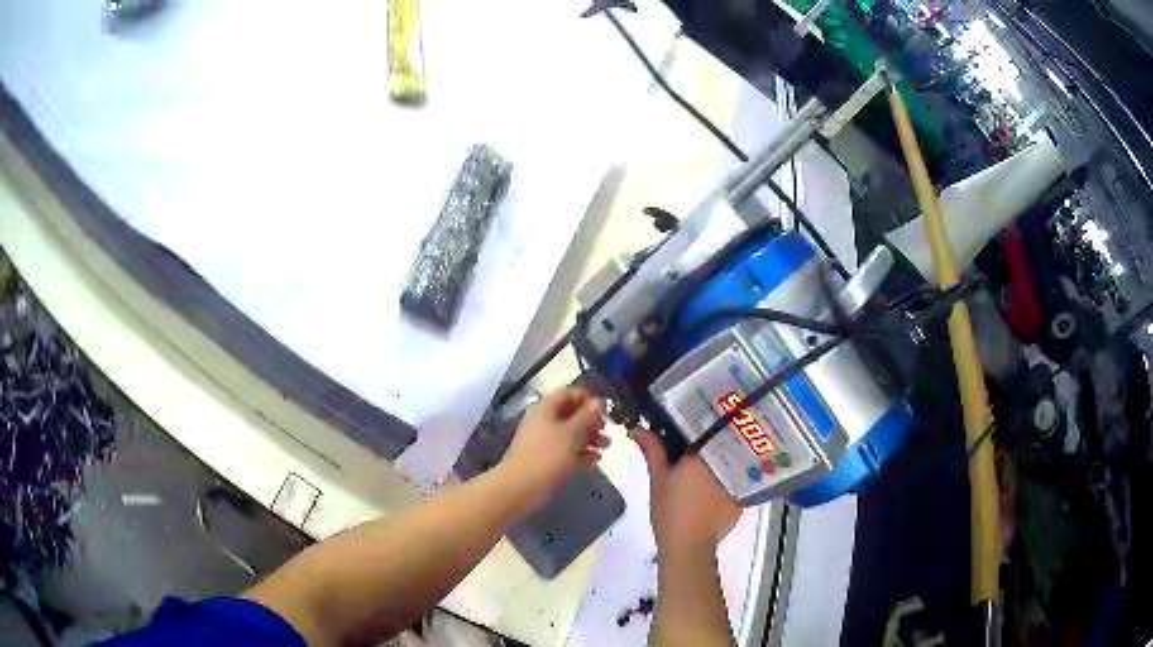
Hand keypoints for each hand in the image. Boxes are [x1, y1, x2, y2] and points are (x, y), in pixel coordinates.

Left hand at [502, 388, 610, 503]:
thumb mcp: (571, 434)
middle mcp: (543, 422)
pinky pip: (567, 451)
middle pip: (571, 414)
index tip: (605, 409)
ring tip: (607, 446)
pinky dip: (581, 453)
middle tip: (607, 429)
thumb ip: (587, 416)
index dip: (587, 398)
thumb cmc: (547, 456)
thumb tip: (598, 401)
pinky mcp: (546, 460)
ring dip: (590, 438)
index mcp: (545, 409)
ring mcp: (544, 442)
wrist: (520, 488)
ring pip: (570, 434)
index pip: (568, 393)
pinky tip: (596, 460)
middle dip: (591, 421)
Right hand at [630, 428, 741, 556]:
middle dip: (708, 437)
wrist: (688, 547)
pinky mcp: (742, 494)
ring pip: (730, 457)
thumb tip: (636, 428)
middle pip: (720, 440)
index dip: (695, 421)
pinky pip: (736, 475)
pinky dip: (727, 473)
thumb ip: (652, 450)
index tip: (685, 418)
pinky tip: (715, 476)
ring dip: (719, 453)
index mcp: (704, 453)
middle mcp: (726, 461)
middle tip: (694, 435)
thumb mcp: (657, 479)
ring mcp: (738, 478)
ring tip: (705, 453)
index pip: (704, 427)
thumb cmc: (670, 512)